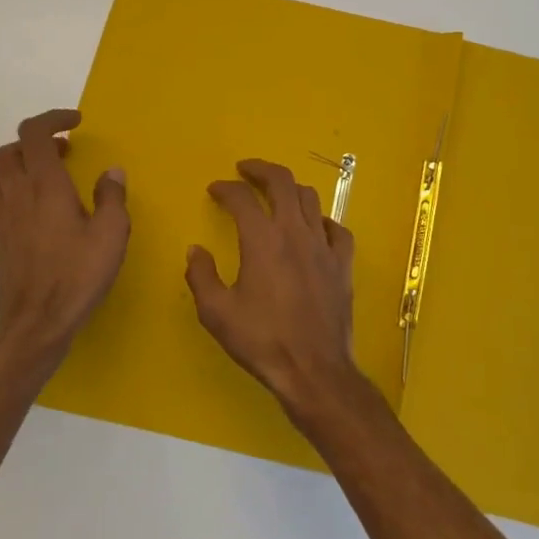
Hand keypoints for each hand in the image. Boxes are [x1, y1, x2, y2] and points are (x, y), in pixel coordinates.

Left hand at [0, 109, 128, 355]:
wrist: (35, 323)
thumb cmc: (77, 275)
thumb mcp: (111, 234)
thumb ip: (112, 197)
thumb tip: (111, 171)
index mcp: (45, 184)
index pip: (35, 133)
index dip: (53, 119)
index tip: (76, 123)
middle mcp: (16, 193)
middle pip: (9, 149)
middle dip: (35, 142)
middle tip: (64, 153)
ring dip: (17, 166)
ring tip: (44, 178)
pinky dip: (8, 194)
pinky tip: (29, 210)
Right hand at [186, 159, 358, 417]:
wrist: (314, 369)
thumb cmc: (262, 341)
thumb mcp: (217, 313)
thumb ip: (201, 276)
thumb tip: (195, 250)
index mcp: (263, 240)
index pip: (242, 198)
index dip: (225, 188)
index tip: (215, 189)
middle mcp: (295, 233)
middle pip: (282, 182)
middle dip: (261, 170)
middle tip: (246, 169)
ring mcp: (324, 246)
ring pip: (310, 199)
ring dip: (290, 189)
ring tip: (277, 193)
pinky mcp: (343, 264)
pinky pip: (337, 229)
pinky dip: (322, 220)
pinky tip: (314, 227)